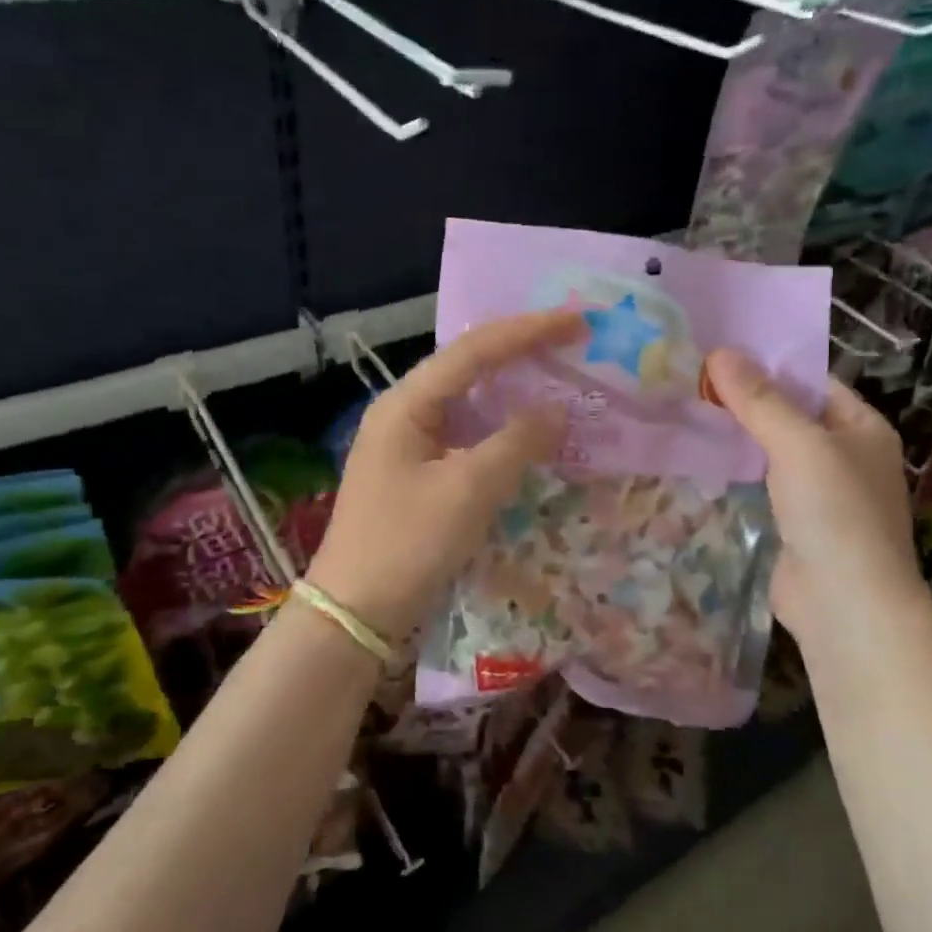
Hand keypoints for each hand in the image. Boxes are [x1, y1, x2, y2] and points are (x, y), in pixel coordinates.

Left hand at [308, 311, 585, 644]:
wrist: (354, 612)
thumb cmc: (407, 544)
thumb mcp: (468, 490)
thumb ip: (517, 442)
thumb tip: (558, 410)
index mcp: (407, 404)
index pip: (474, 350)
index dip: (528, 331)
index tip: (578, 320)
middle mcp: (404, 413)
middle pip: (469, 367)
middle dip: (521, 352)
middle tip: (573, 342)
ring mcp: (408, 444)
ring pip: (469, 402)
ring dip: (513, 390)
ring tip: (559, 377)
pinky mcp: (417, 474)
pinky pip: (467, 436)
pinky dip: (501, 430)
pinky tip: (529, 433)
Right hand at [704, 348, 923, 639]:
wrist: (844, 604)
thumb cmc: (834, 512)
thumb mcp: (798, 444)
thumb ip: (759, 400)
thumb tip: (719, 352)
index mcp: (861, 427)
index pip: (812, 382)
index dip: (768, 365)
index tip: (718, 352)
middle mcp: (845, 454)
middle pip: (790, 415)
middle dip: (746, 400)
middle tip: (691, 378)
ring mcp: (820, 492)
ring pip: (773, 451)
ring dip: (739, 436)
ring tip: (687, 408)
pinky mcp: (795, 522)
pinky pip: (763, 483)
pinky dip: (738, 470)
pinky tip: (702, 457)